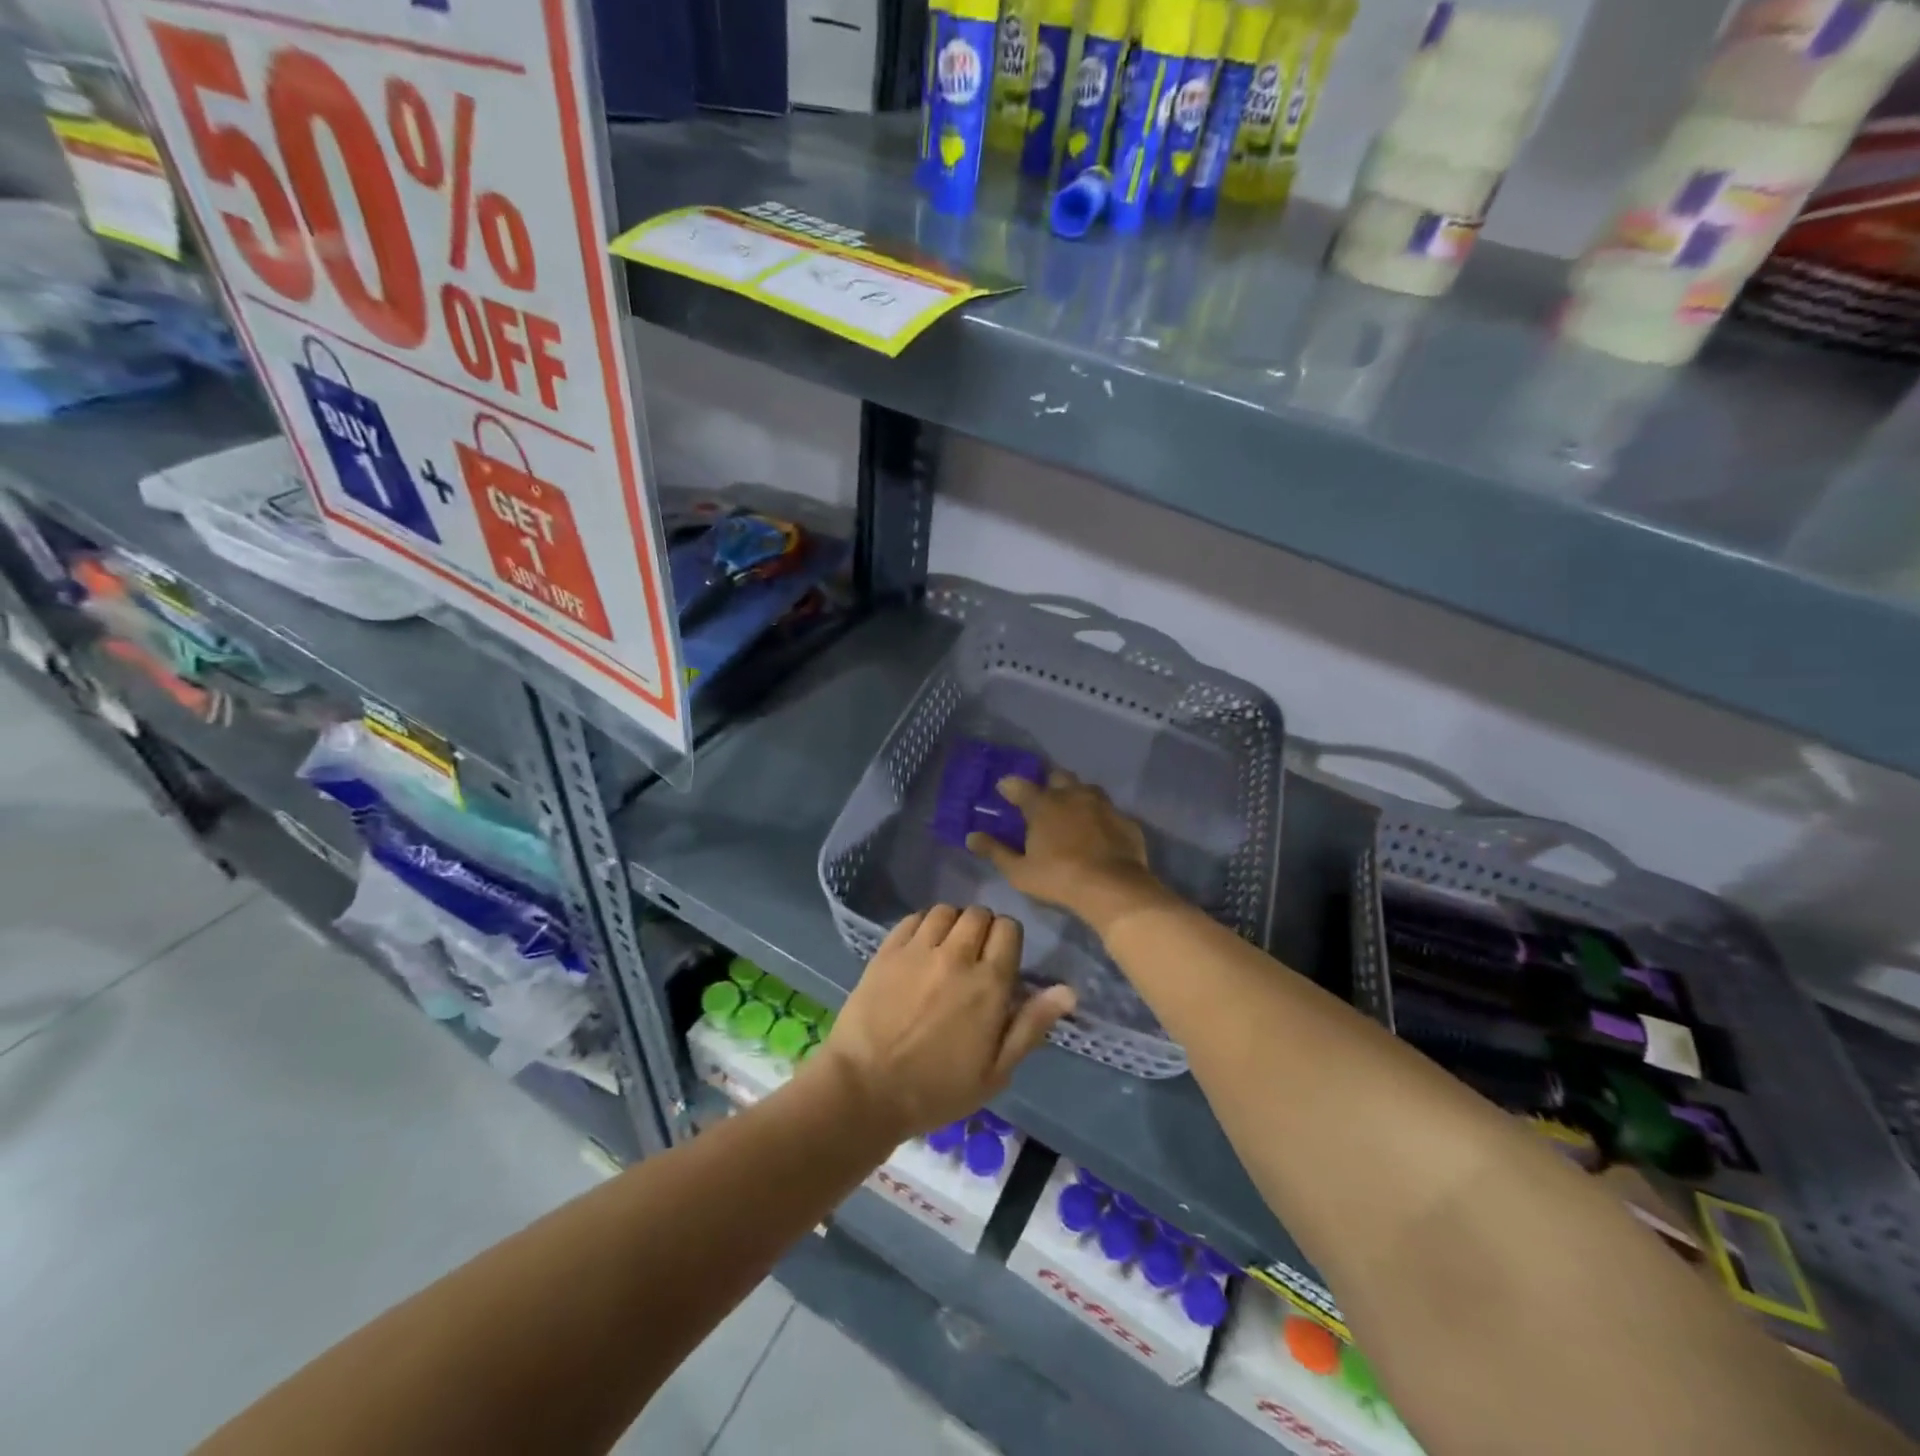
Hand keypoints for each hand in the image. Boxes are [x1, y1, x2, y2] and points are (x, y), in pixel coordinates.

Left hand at [815, 906, 1076, 1139]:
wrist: (865, 1090)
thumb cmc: (937, 1090)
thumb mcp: (995, 1072)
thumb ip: (1031, 1025)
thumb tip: (1068, 991)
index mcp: (988, 984)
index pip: (1009, 930)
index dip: (1009, 940)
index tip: (1001, 960)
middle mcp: (956, 957)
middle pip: (979, 914)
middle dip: (983, 929)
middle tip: (974, 957)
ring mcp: (918, 950)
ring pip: (946, 911)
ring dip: (953, 924)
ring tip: (946, 949)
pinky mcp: (887, 951)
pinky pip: (913, 918)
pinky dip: (923, 925)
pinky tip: (920, 947)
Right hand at [966, 771, 1173, 934]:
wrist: (1114, 889)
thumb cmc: (1059, 879)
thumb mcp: (1019, 871)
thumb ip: (995, 851)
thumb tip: (971, 836)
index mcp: (1043, 804)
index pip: (1019, 785)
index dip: (1009, 786)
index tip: (1004, 791)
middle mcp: (1072, 795)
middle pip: (1057, 776)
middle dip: (1048, 783)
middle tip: (1042, 799)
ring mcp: (1102, 805)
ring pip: (1086, 788)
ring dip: (1076, 795)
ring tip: (1071, 812)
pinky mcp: (1124, 819)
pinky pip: (1108, 811)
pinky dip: (1100, 817)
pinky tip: (1099, 832)